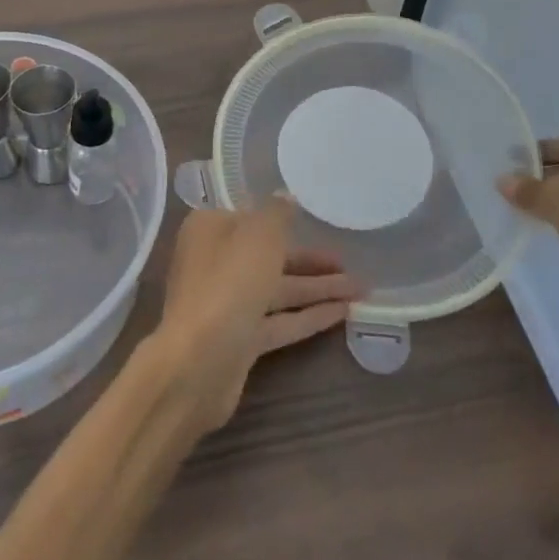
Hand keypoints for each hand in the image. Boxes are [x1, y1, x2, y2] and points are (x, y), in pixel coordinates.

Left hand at [151, 197, 362, 435]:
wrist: (198, 362)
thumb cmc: (229, 282)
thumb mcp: (259, 235)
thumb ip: (278, 214)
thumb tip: (286, 197)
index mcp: (211, 229)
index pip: (252, 218)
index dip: (284, 220)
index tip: (317, 221)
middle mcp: (215, 262)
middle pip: (269, 256)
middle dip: (309, 261)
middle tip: (350, 262)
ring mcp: (226, 303)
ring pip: (278, 290)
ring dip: (317, 289)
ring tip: (360, 289)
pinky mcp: (239, 339)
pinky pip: (279, 321)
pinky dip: (308, 316)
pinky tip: (342, 313)